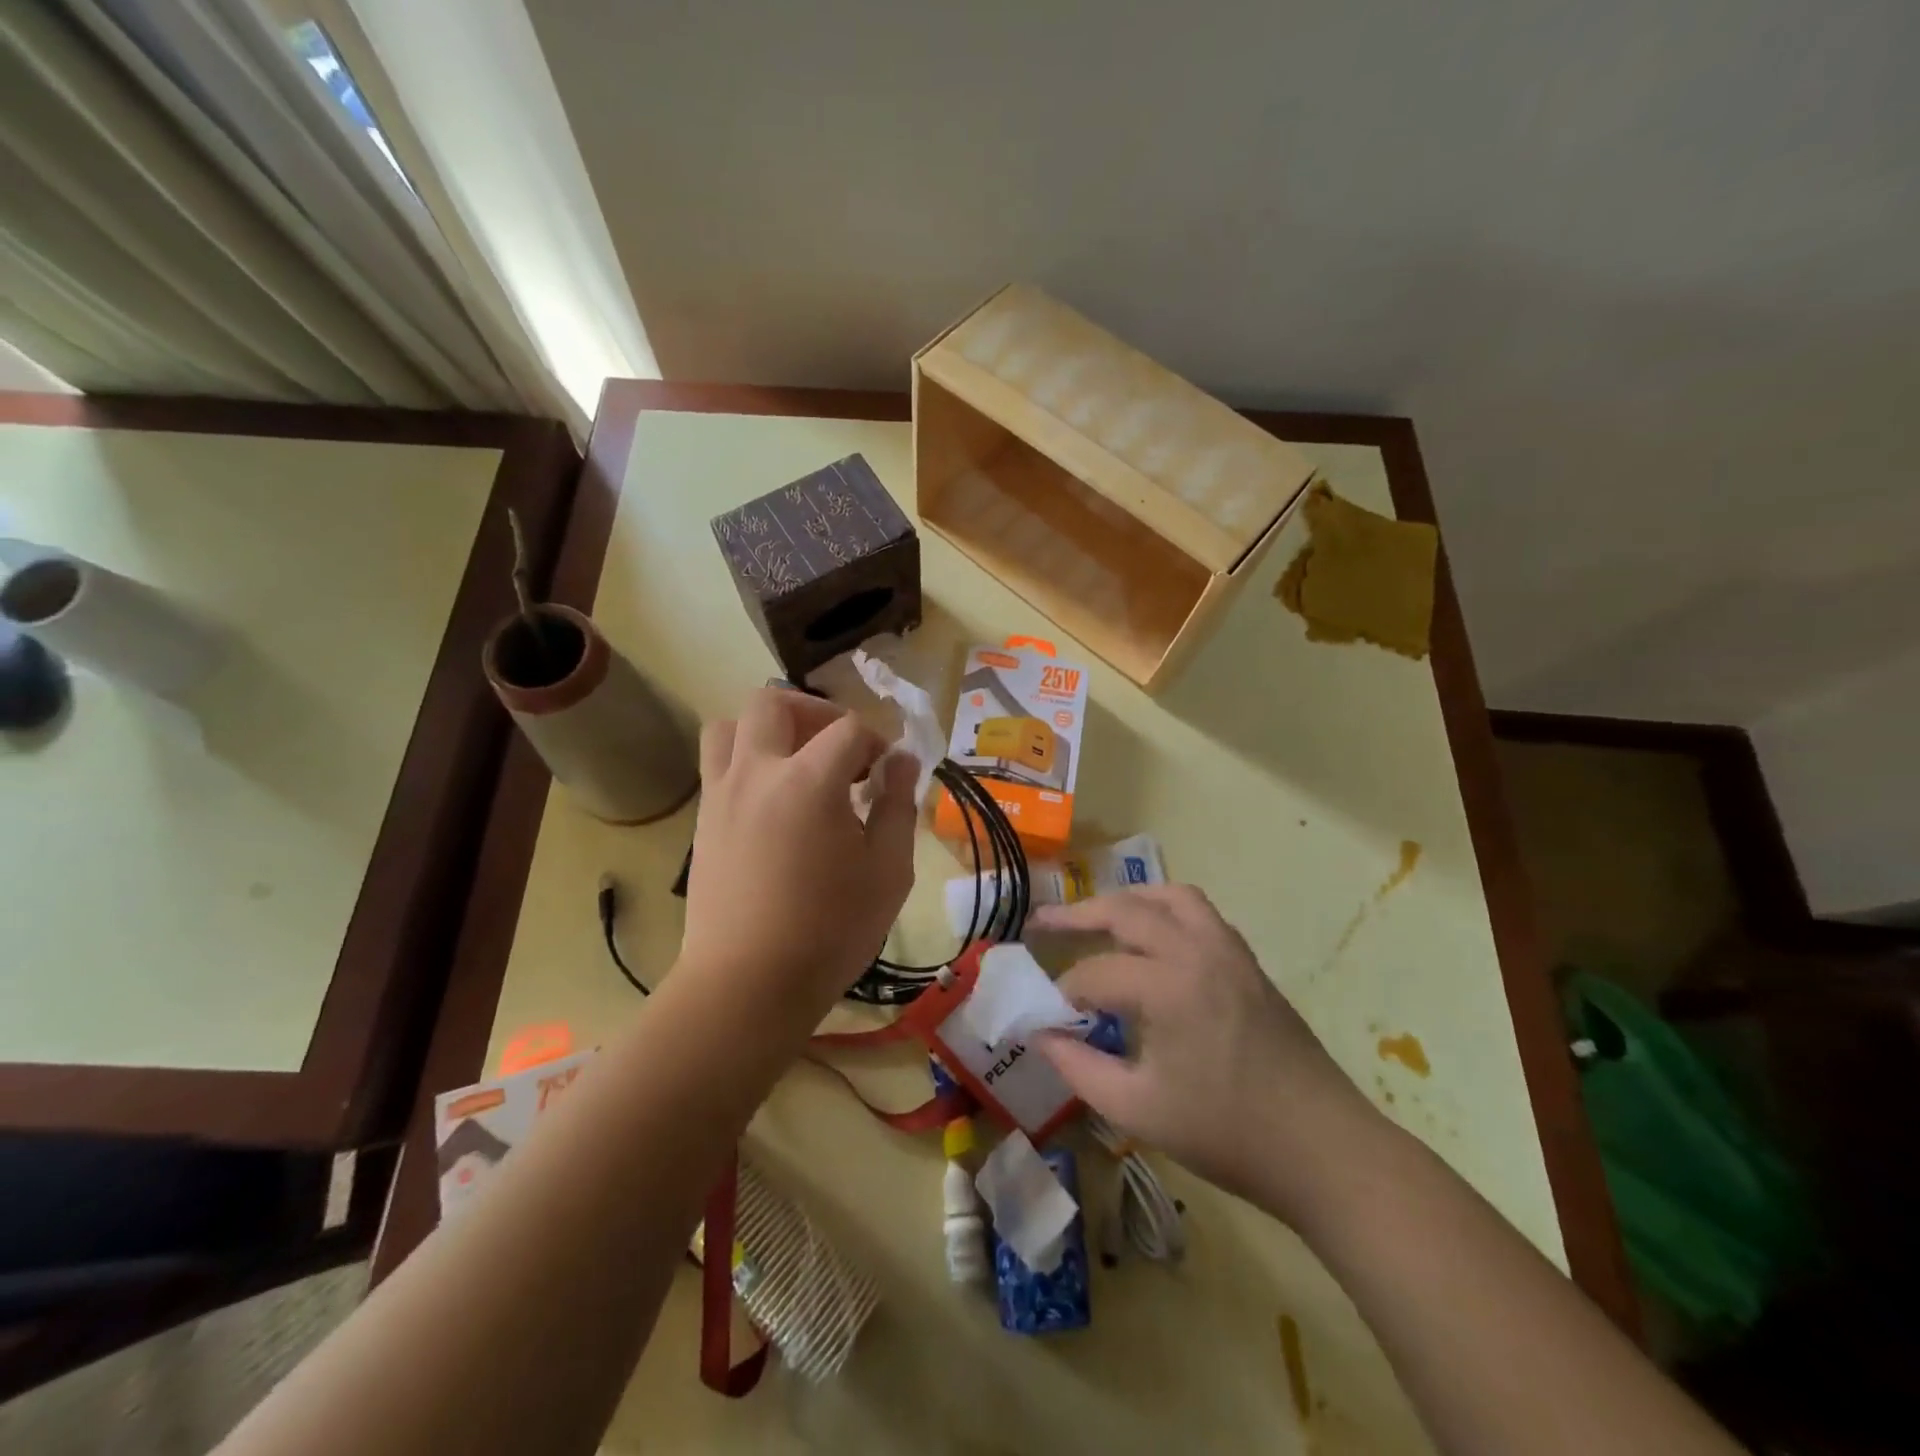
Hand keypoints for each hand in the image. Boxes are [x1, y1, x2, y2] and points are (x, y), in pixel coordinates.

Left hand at [681, 688, 917, 1019]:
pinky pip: (719, 765)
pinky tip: (775, 804)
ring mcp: (722, 794)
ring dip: (767, 730)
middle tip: (839, 748)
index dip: (876, 741)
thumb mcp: (888, 871)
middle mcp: (758, 773)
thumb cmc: (830, 930)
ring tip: (797, 763)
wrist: (747, 985)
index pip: (848, 729)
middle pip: (774, 703)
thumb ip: (898, 805)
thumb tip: (901, 761)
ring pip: (730, 726)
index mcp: (809, 781)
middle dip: (815, 712)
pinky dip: (747, 762)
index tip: (887, 772)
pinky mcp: (703, 821)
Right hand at [1032, 886, 1381, 1220]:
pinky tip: (1153, 938)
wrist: (1323, 1149)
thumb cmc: (1228, 1135)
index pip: (1096, 972)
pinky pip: (1200, 913)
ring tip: (1098, 916)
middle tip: (1042, 922)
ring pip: (1170, 897)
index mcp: (1169, 986)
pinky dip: (1166, 910)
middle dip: (1077, 914)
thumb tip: (1041, 1035)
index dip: (1064, 991)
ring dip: (1128, 900)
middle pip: (1126, 910)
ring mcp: (1229, 950)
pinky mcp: (1248, 961)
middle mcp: (1197, 950)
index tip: (1047, 1014)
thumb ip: (1079, 1068)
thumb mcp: (1138, 1110)